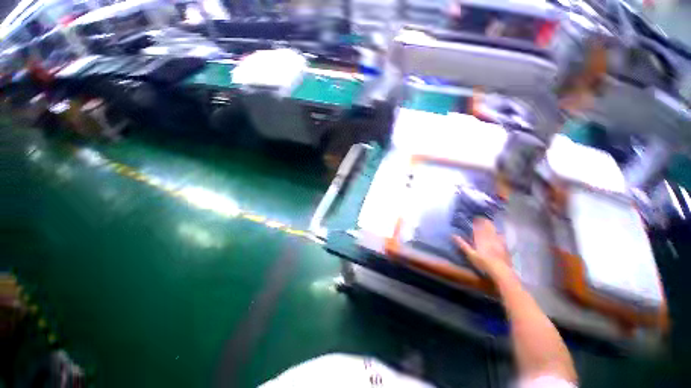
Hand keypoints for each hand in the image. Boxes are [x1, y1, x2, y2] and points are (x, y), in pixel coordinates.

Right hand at [453, 218, 511, 278]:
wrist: (501, 271)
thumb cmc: (483, 263)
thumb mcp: (470, 254)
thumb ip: (462, 244)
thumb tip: (453, 235)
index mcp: (481, 239)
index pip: (478, 228)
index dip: (476, 222)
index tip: (474, 217)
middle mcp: (490, 238)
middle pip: (487, 227)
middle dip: (484, 222)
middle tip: (482, 218)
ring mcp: (498, 242)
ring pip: (494, 231)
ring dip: (491, 226)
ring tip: (489, 222)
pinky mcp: (505, 247)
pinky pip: (501, 237)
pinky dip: (499, 233)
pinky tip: (499, 233)